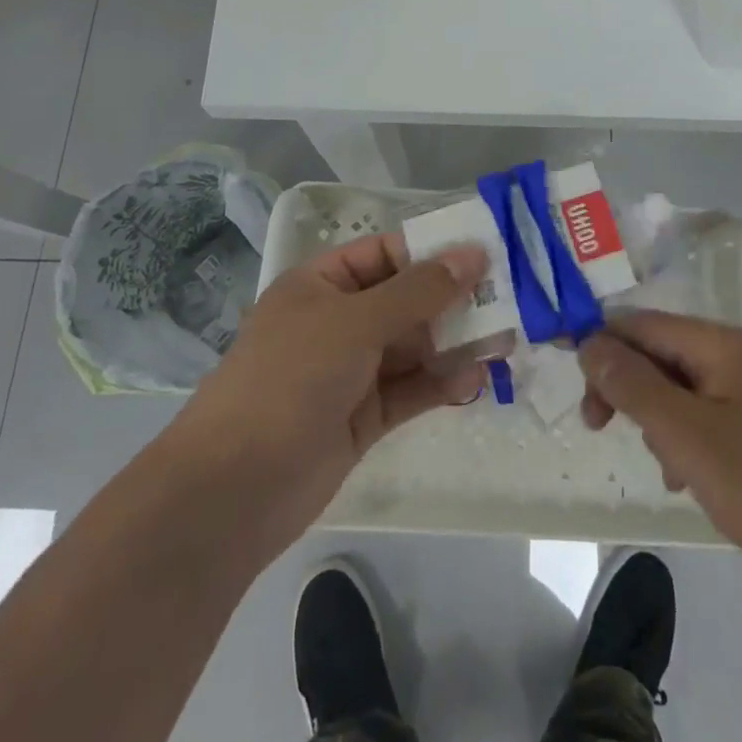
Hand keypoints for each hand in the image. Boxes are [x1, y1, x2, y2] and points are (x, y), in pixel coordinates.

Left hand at [173, 234, 496, 555]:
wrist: (234, 489)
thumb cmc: (292, 378)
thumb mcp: (356, 322)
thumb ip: (419, 291)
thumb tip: (473, 254)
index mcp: (321, 285)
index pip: (385, 254)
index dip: (432, 251)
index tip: (484, 254)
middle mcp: (337, 322)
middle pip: (405, 301)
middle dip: (452, 301)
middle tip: (507, 301)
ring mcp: (350, 371)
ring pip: (413, 347)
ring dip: (454, 345)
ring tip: (504, 342)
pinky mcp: (363, 416)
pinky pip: (410, 390)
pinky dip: (440, 384)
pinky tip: (474, 382)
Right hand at [578, 311, 741, 603]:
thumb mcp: (687, 436)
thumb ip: (633, 385)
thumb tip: (588, 342)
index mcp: (722, 344)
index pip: (641, 324)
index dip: (600, 347)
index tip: (575, 390)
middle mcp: (740, 355)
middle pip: (661, 353)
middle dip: (628, 388)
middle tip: (601, 429)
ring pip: (682, 388)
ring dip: (658, 419)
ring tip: (666, 467)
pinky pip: (708, 415)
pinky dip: (687, 439)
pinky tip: (690, 479)